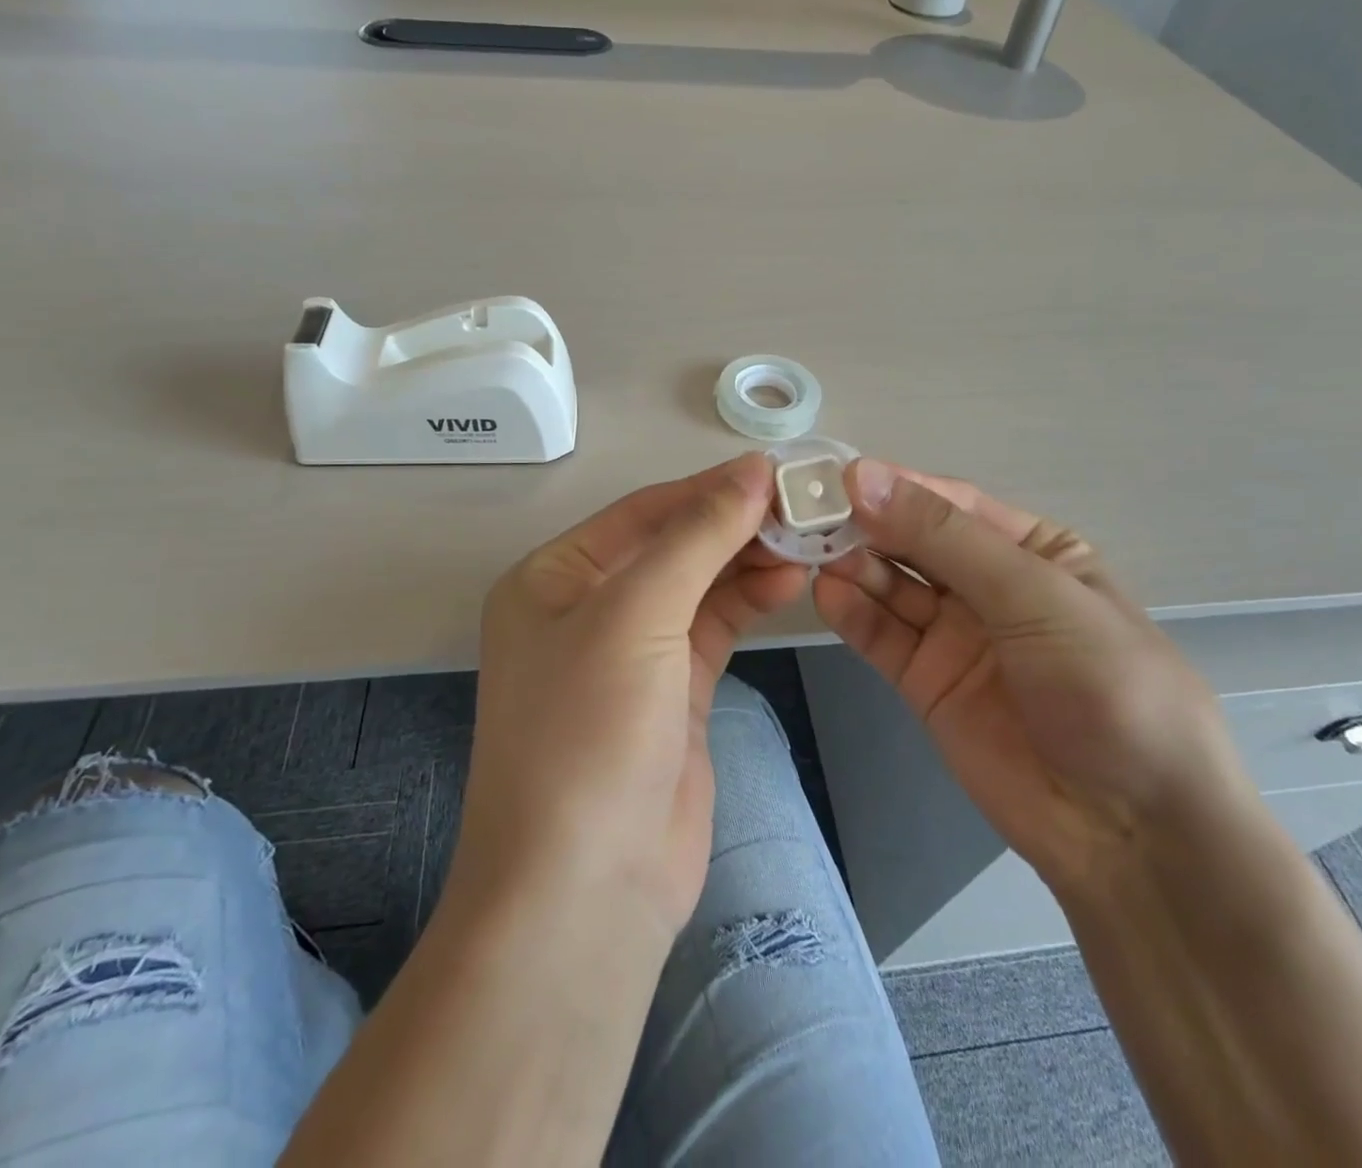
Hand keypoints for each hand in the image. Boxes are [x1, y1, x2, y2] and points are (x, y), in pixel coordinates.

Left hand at [453, 453, 807, 939]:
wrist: (586, 889)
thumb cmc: (590, 732)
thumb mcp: (635, 616)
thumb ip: (697, 538)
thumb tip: (752, 472)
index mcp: (554, 578)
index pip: (643, 513)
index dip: (708, 489)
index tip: (776, 471)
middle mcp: (587, 608)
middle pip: (673, 546)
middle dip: (734, 525)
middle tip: (803, 506)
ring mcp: (631, 654)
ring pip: (698, 586)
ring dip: (748, 561)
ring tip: (808, 540)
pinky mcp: (672, 693)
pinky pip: (714, 628)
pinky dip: (749, 602)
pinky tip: (790, 581)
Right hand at [813, 459, 1248, 892]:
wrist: (1131, 831)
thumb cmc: (1105, 686)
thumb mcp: (1034, 594)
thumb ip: (944, 537)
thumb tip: (863, 476)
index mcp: (1032, 549)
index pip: (951, 504)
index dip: (896, 487)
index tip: (837, 477)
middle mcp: (988, 585)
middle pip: (913, 541)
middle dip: (865, 525)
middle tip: (808, 514)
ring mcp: (954, 635)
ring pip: (891, 586)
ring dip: (853, 566)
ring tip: (811, 554)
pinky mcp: (925, 682)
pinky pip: (882, 636)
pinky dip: (853, 614)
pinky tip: (827, 595)